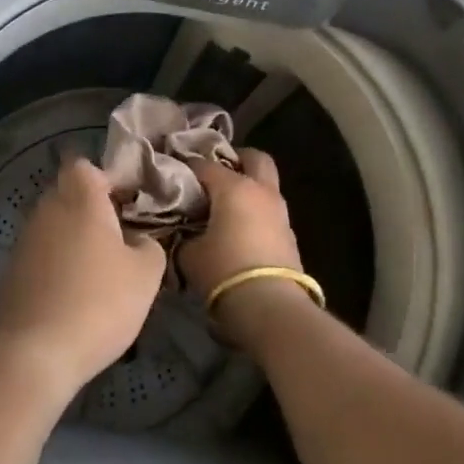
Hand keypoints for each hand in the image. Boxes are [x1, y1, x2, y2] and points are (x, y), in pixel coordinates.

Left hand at [0, 157, 166, 407]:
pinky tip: (72, 297)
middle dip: (91, 209)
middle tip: (119, 237)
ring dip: (72, 240)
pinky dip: (55, 267)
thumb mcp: (146, 275)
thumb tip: (137, 240)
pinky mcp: (9, 274)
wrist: (32, 356)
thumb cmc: (98, 303)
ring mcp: (22, 242)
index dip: (106, 178)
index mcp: (79, 199)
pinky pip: (39, 257)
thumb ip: (149, 245)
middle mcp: (46, 211)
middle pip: (67, 194)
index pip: (85, 165)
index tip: (127, 201)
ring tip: (98, 272)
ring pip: (52, 226)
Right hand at [183, 150, 319, 353]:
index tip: (174, 174)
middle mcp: (261, 191)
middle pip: (254, 158)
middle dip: (236, 159)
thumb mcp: (190, 254)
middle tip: (216, 173)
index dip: (187, 167)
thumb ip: (184, 236)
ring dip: (249, 188)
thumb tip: (183, 232)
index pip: (205, 165)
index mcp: (234, 187)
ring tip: (226, 205)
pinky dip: (256, 212)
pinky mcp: (290, 235)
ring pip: (266, 185)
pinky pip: (270, 211)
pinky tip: (240, 229)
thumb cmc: (223, 270)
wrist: (270, 305)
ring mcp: (280, 212)